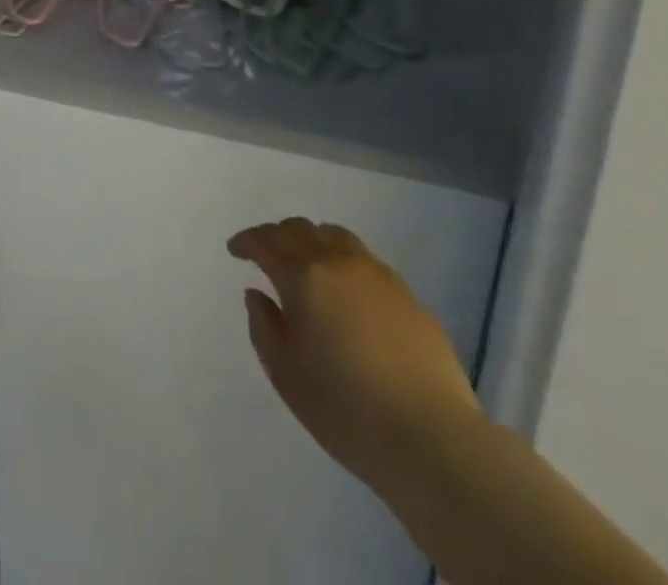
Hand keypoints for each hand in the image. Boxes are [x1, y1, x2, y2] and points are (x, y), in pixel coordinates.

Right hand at [228, 218, 479, 494]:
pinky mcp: (408, 295)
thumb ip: (264, 326)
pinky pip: (365, 260)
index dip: (247, 241)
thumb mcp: (286, 374)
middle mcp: (339, 261)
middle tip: (266, 254)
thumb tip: (258, 294)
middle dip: (277, 236)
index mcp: (303, 275)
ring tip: (307, 263)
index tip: (235, 250)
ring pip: (336, 236)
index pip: (266, 241)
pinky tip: (347, 291)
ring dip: (313, 241)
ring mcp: (378, 274)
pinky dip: (344, 262)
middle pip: (301, 229)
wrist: (432, 437)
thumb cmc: (345, 408)